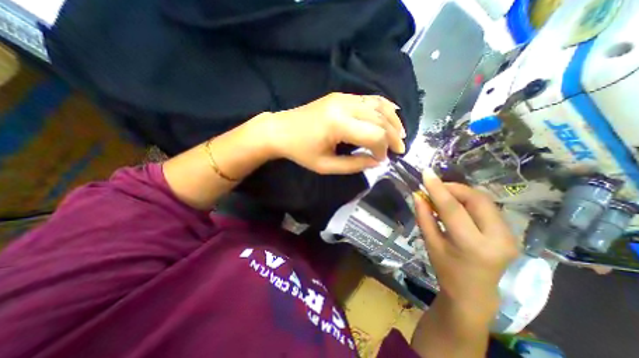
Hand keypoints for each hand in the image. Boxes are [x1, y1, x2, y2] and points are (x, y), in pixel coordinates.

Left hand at [255, 92, 402, 174]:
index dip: (383, 149)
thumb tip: (377, 162)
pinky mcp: (341, 96)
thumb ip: (354, 164)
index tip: (382, 160)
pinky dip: (383, 107)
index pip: (374, 135)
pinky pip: (369, 98)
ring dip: (393, 120)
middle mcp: (344, 105)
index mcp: (338, 124)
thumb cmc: (300, 151)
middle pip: (380, 118)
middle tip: (400, 149)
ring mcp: (343, 97)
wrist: (280, 130)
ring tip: (401, 134)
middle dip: (393, 135)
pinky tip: (392, 114)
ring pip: (378, 105)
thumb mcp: (326, 166)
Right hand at [415, 170, 517, 306]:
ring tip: (443, 196)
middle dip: (453, 188)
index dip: (438, 188)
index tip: (426, 173)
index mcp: (472, 245)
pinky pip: (487, 207)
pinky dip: (469, 201)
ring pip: (484, 200)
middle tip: (435, 187)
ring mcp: (509, 236)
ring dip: (461, 193)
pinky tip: (456, 205)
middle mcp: (498, 238)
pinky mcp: (511, 233)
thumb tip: (418, 195)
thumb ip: (424, 217)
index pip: (453, 208)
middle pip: (475, 199)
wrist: (474, 292)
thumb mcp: (430, 243)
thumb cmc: (446, 269)